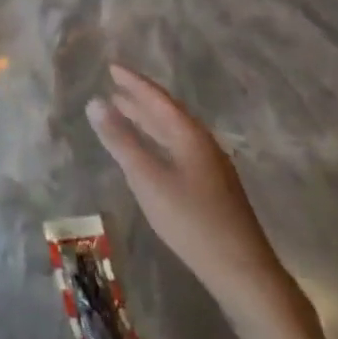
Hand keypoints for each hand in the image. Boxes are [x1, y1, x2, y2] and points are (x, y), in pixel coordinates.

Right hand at [88, 65, 297, 326]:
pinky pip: (179, 147)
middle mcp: (203, 143)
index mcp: (190, 135)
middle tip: (114, 87)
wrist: (243, 271)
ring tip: (125, 112)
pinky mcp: (212, 186)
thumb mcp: (147, 179)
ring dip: (149, 120)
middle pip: (167, 113)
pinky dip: (158, 139)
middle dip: (140, 99)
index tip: (111, 66)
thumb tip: (95, 102)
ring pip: (174, 132)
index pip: (157, 98)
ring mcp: (211, 166)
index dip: (133, 82)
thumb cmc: (191, 220)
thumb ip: (120, 140)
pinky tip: (150, 151)